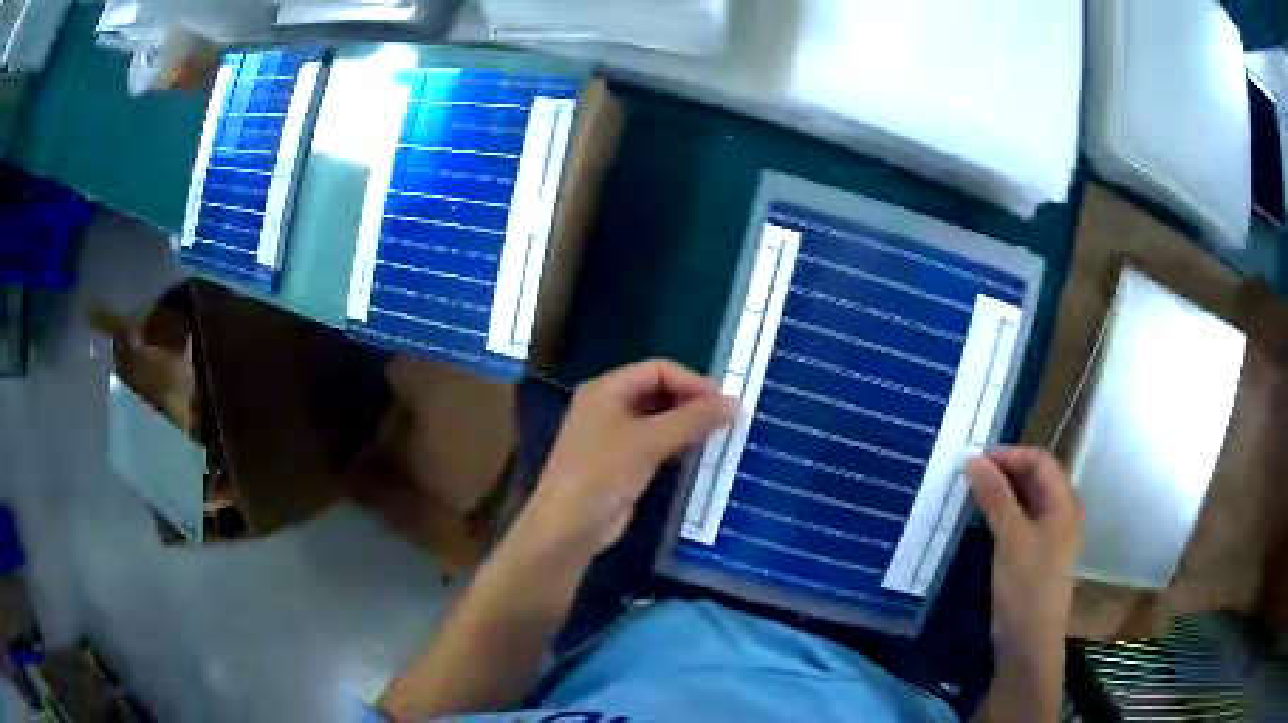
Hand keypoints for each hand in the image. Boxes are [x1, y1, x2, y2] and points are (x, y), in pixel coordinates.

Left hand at [515, 359, 734, 564]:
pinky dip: (677, 443)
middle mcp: (608, 405)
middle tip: (727, 419)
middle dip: (692, 401)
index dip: (693, 382)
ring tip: (719, 434)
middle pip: (658, 391)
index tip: (724, 402)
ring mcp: (613, 435)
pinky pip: (655, 443)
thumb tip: (735, 403)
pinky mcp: (621, 462)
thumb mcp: (648, 442)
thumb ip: (692, 420)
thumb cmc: (602, 474)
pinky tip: (697, 453)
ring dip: (687, 423)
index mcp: (606, 389)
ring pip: (658, 418)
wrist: (569, 526)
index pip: (658, 370)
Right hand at [966, 447, 1082, 662]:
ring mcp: (1049, 536)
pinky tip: (982, 519)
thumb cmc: (1027, 586)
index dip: (1010, 454)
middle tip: (970, 474)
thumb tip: (974, 460)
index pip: (1040, 461)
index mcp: (1064, 503)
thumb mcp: (1011, 537)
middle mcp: (1061, 513)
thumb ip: (996, 497)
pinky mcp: (1035, 555)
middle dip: (1005, 471)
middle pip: (1036, 478)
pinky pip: (1021, 522)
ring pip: (1027, 501)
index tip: (976, 459)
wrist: (1029, 642)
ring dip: (1002, 492)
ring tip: (972, 493)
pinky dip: (1003, 513)